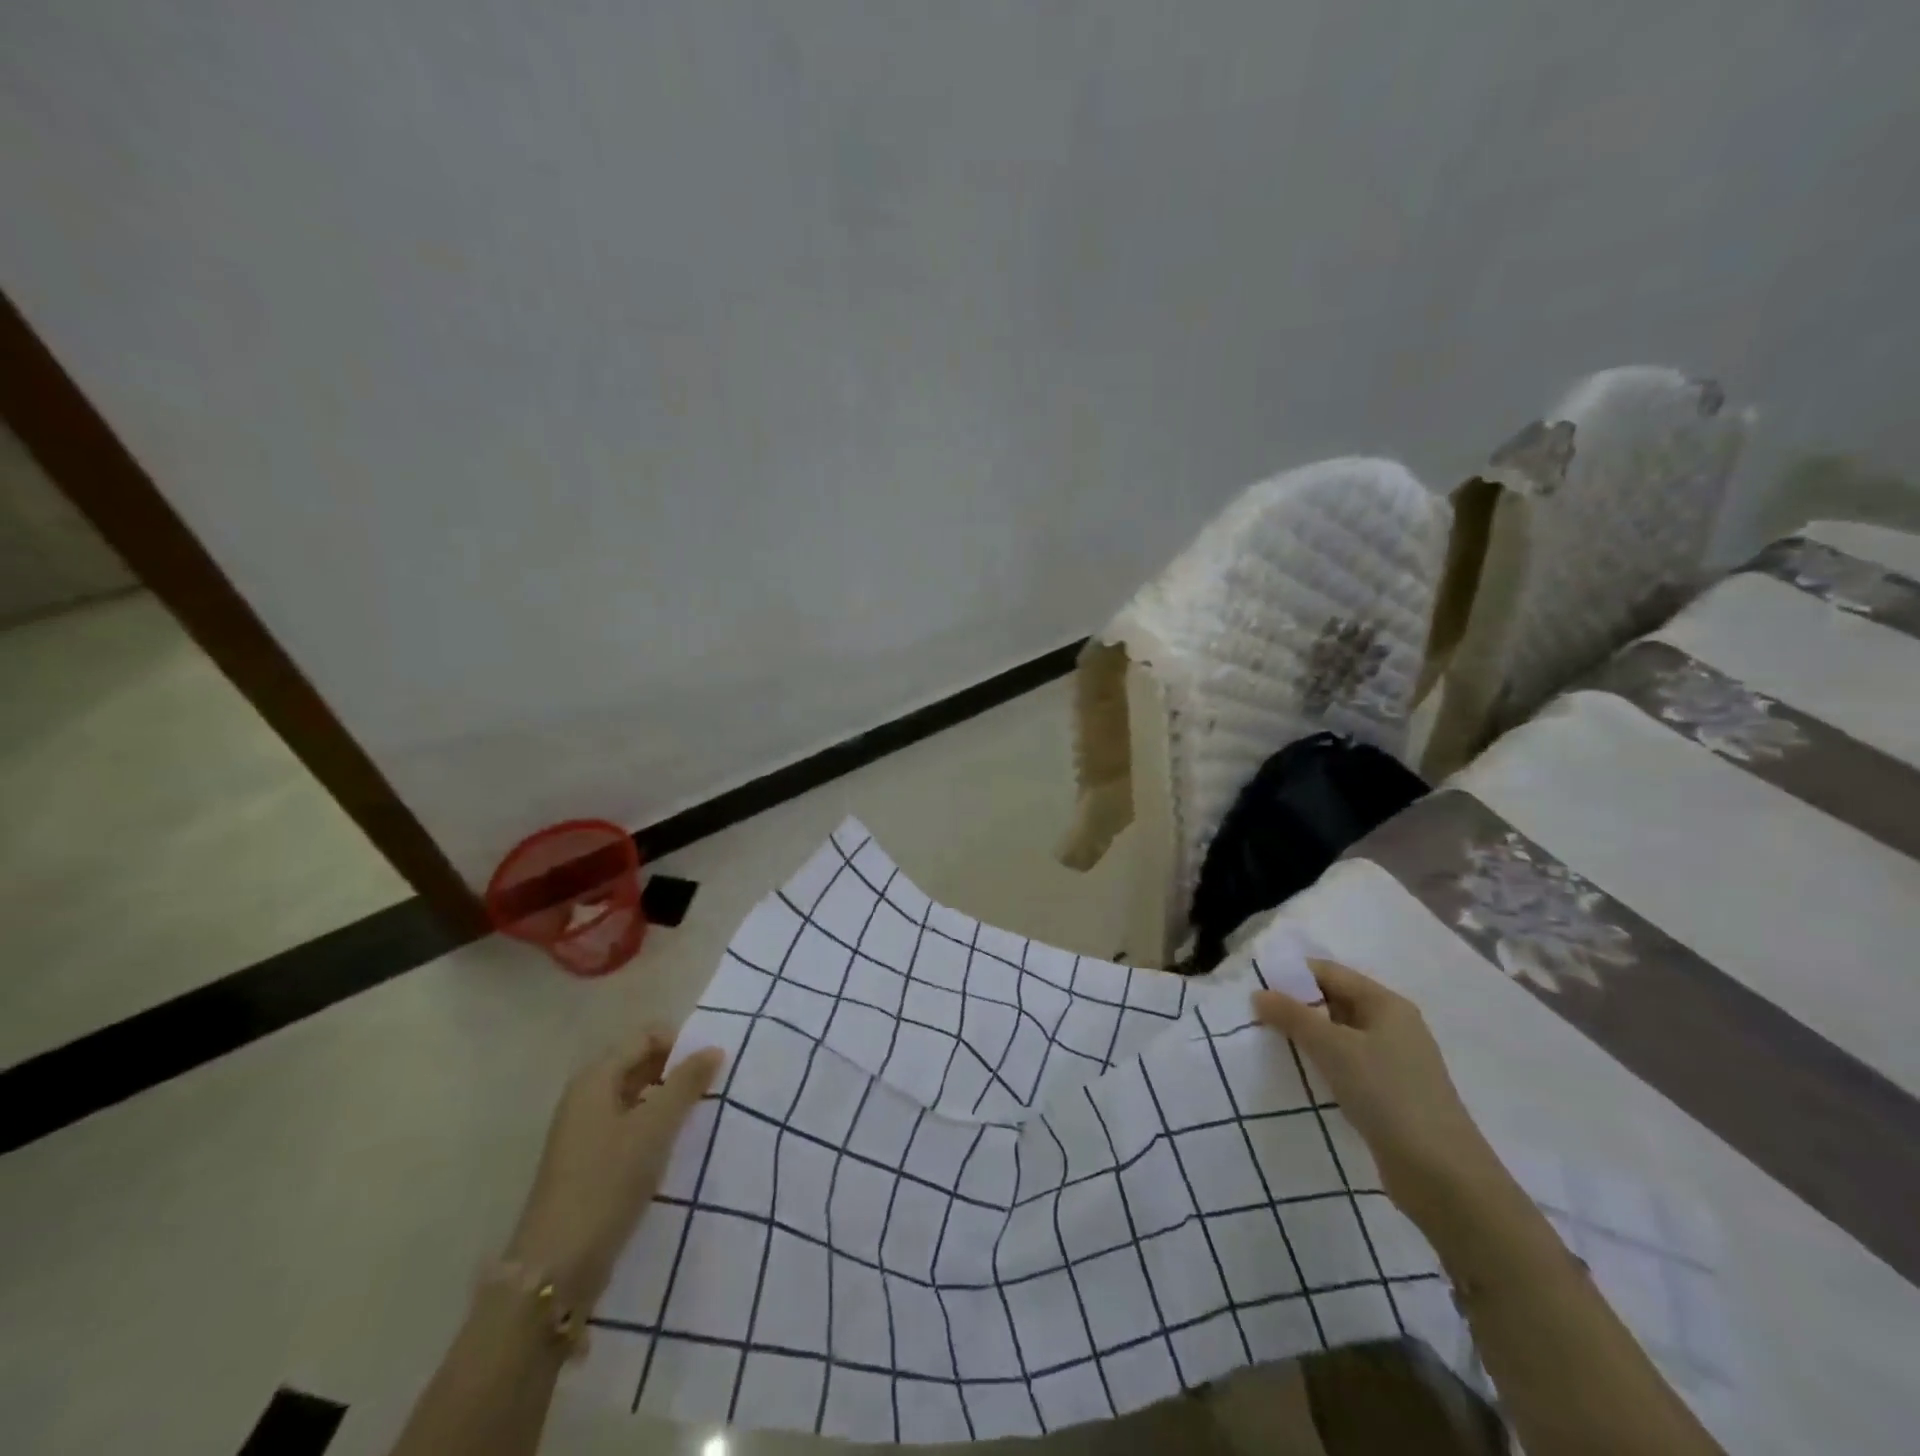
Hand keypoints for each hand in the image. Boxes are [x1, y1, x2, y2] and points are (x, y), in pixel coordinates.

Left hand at [506, 1028, 723, 1306]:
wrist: (555, 1269)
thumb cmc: (606, 1184)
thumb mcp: (654, 1128)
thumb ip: (686, 1083)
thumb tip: (714, 1048)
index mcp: (595, 1078)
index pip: (645, 1035)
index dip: (680, 1043)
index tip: (711, 1066)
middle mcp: (586, 1096)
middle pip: (639, 1063)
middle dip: (677, 1070)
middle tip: (712, 1089)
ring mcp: (585, 1131)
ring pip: (637, 1096)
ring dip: (668, 1100)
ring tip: (700, 1117)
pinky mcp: (589, 1163)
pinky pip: (630, 1126)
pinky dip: (654, 1127)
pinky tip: (676, 1146)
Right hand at [1252, 959, 1504, 1230]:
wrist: (1442, 1176)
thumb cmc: (1387, 1095)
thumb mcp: (1333, 1048)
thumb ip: (1293, 1016)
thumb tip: (1259, 993)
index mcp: (1386, 1004)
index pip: (1330, 973)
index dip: (1292, 975)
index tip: (1254, 986)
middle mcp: (1393, 1026)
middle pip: (1335, 1002)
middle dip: (1296, 1006)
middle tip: (1255, 1016)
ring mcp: (1394, 1062)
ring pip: (1340, 1036)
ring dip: (1307, 1038)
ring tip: (1269, 1044)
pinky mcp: (1390, 1095)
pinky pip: (1347, 1065)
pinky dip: (1323, 1064)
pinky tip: (1300, 1076)